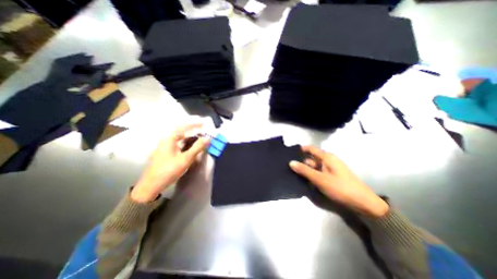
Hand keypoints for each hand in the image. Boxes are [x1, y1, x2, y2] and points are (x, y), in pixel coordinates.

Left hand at [130, 125, 208, 202]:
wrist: (151, 185)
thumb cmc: (169, 170)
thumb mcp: (186, 158)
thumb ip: (197, 147)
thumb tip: (208, 138)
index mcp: (169, 138)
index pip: (184, 127)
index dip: (194, 125)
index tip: (203, 123)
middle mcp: (166, 140)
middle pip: (181, 131)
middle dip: (193, 130)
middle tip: (203, 131)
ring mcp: (164, 146)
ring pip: (179, 138)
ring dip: (189, 136)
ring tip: (199, 137)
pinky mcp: (165, 152)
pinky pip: (177, 143)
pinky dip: (185, 142)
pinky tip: (190, 145)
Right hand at [292, 146, 388, 217]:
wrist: (363, 202)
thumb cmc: (340, 188)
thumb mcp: (319, 179)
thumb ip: (304, 170)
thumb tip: (291, 162)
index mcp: (327, 157)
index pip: (311, 148)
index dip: (301, 149)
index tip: (290, 153)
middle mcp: (328, 160)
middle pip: (312, 158)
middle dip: (301, 162)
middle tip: (289, 167)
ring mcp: (331, 168)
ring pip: (315, 166)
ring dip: (306, 169)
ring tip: (294, 174)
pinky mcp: (332, 176)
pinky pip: (319, 172)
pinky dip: (312, 174)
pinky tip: (305, 180)